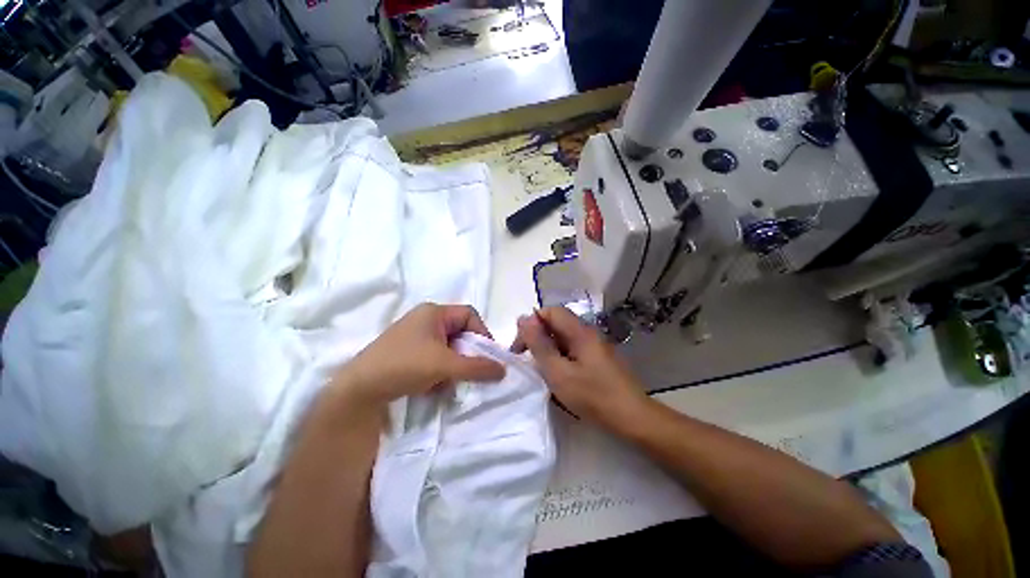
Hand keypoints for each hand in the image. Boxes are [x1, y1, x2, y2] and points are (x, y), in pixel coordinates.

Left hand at [334, 303, 504, 404]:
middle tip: (467, 372)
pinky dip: (438, 371)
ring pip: (447, 347)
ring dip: (452, 366)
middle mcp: (425, 318)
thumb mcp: (446, 366)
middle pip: (459, 332)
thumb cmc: (405, 365)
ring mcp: (414, 335)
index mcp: (434, 312)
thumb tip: (503, 370)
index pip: (469, 315)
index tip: (487, 356)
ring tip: (444, 384)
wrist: (358, 390)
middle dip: (465, 354)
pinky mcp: (407, 351)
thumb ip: (477, 367)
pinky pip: (434, 356)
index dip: (482, 333)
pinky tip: (430, 386)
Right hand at [513, 307, 651, 430]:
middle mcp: (588, 332)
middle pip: (557, 323)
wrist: (632, 418)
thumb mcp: (558, 372)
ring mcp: (595, 345)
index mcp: (580, 331)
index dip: (532, 323)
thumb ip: (539, 345)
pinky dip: (560, 357)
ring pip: (563, 337)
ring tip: (542, 370)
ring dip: (548, 349)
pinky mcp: (598, 358)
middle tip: (528, 360)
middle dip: (538, 337)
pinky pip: (572, 349)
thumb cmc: (593, 396)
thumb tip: (523, 319)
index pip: (550, 311)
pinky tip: (558, 375)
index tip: (521, 347)